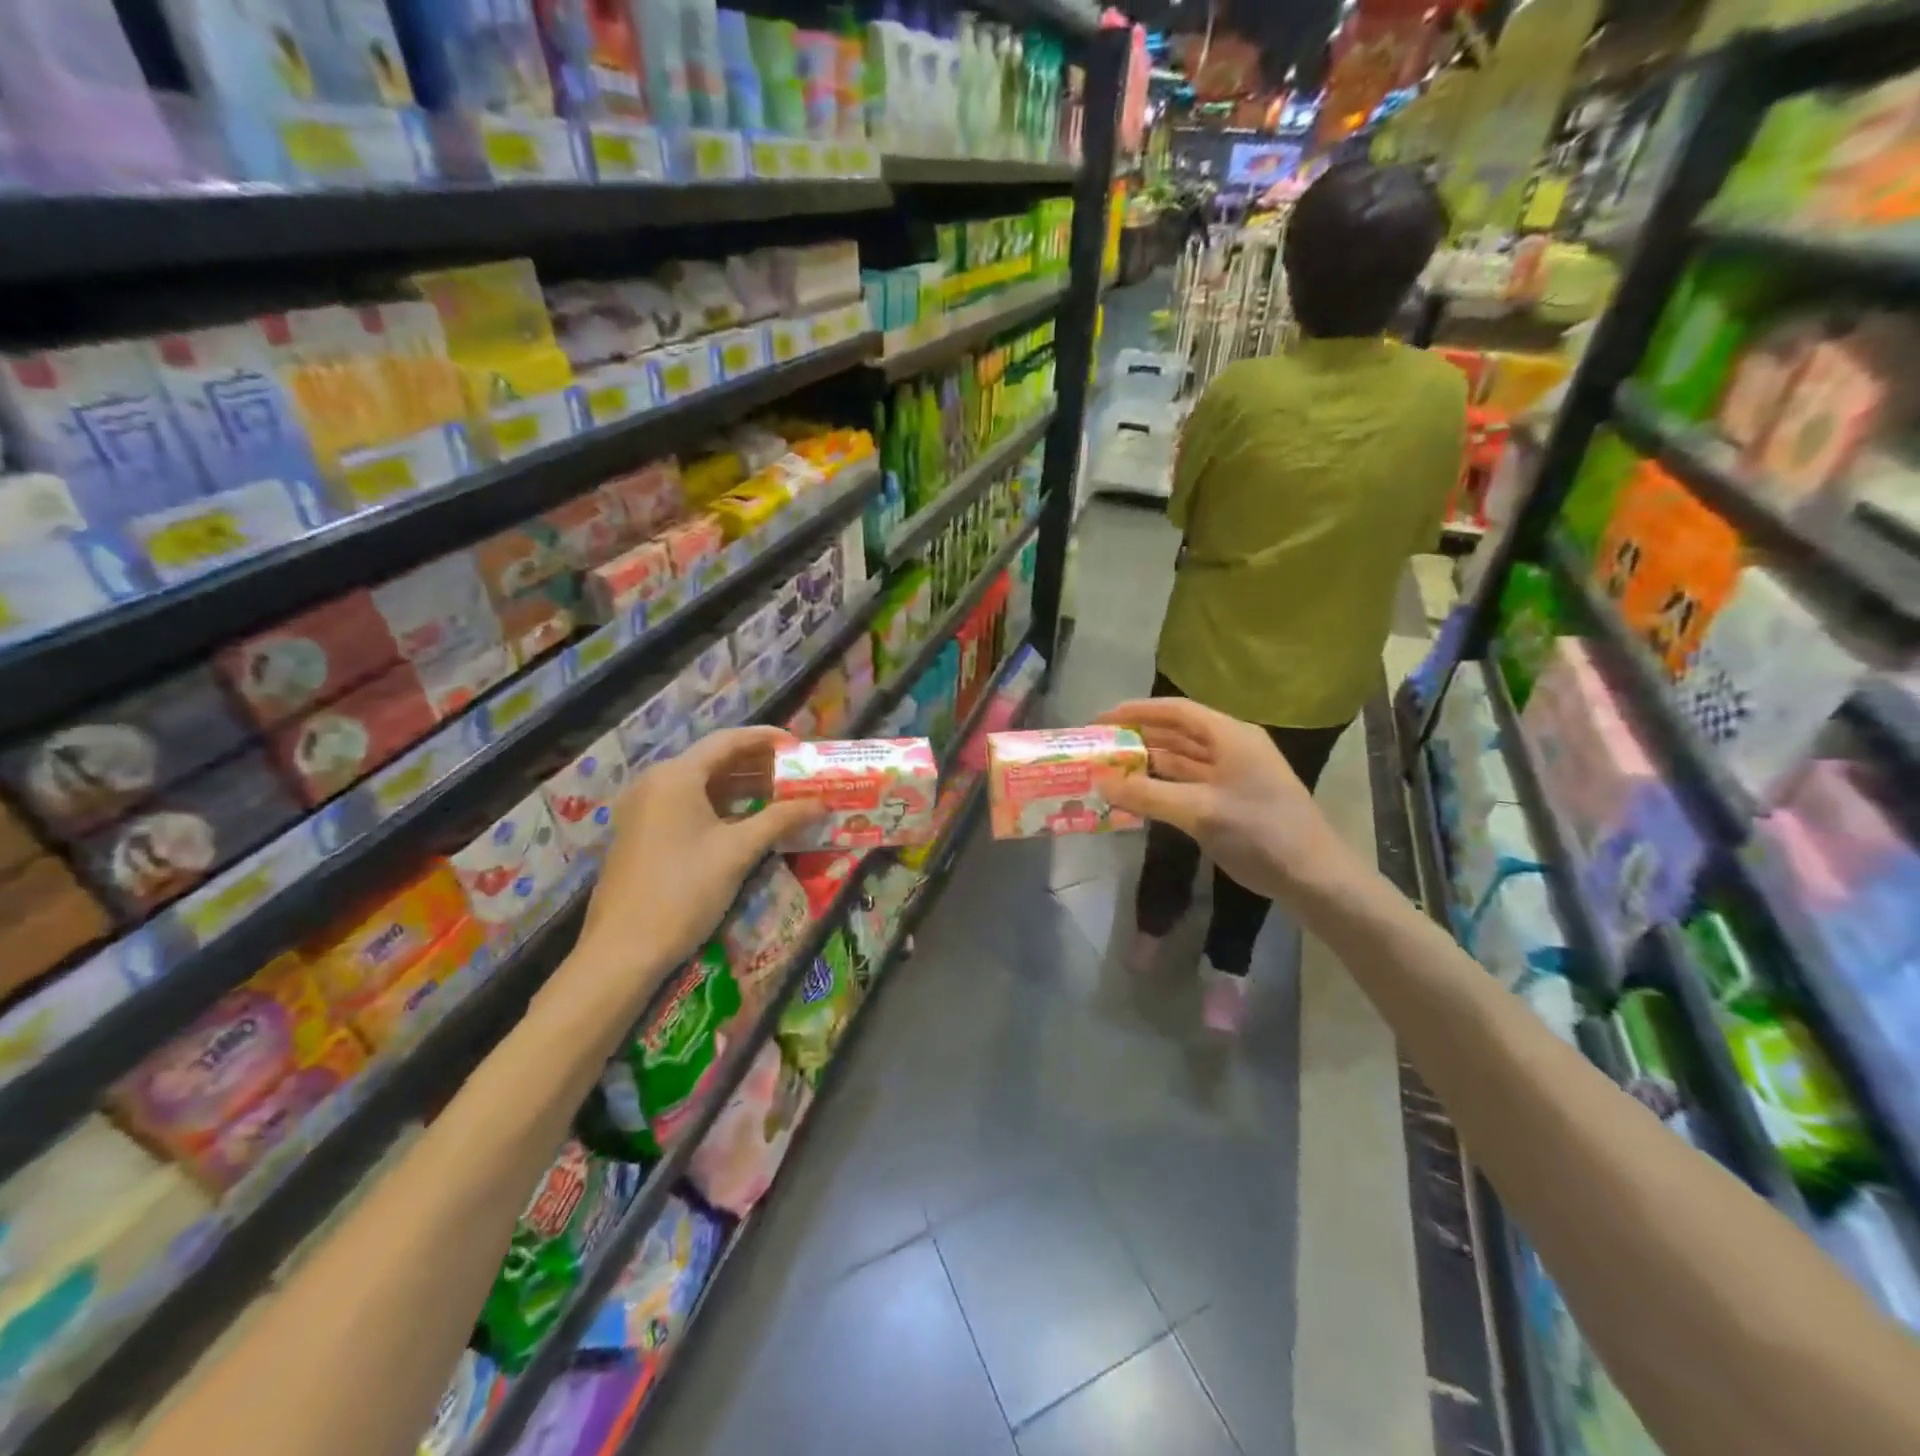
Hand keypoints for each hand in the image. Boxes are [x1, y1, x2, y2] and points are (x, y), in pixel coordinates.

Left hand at [578, 726, 822, 980]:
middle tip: (796, 773)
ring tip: (782, 795)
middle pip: (714, 760)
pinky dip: (721, 806)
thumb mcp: (738, 852)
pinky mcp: (642, 833)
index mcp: (676, 776)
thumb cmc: (684, 891)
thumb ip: (781, 819)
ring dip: (742, 787)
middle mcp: (656, 782)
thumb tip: (820, 803)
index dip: (767, 738)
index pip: (729, 740)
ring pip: (702, 785)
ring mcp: (645, 808)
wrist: (623, 950)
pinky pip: (688, 805)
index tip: (799, 745)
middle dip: (758, 764)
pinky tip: (749, 820)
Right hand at [1096, 698, 1357, 903]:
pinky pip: (1190, 782)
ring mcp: (1235, 775)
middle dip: (1139, 737)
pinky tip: (1139, 795)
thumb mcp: (1199, 812)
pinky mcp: (1234, 799)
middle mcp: (1232, 747)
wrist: (1314, 877)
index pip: (1176, 711)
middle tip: (1100, 747)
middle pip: (1178, 732)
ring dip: (1149, 762)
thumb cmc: (1260, 833)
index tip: (1100, 720)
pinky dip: (1164, 785)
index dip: (1136, 711)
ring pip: (1183, 759)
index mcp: (1231, 736)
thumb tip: (1100, 783)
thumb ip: (1147, 795)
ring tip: (1111, 768)